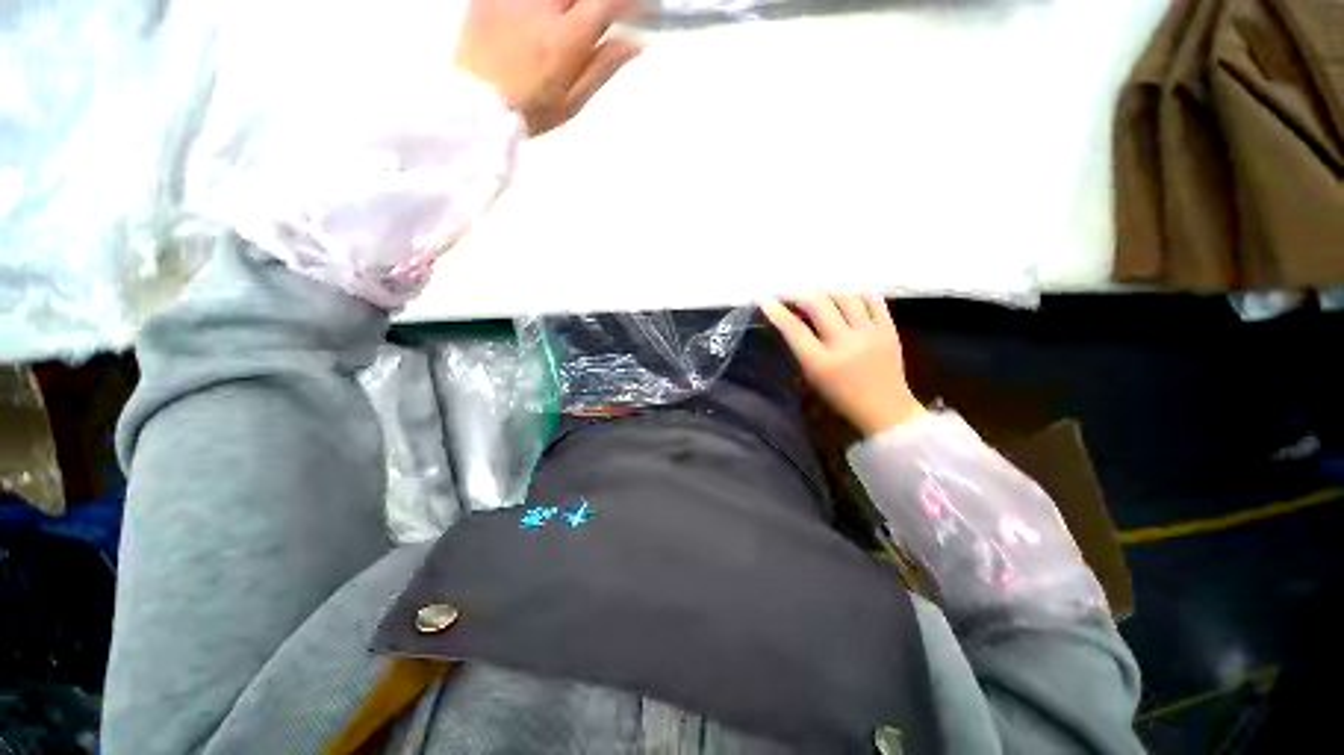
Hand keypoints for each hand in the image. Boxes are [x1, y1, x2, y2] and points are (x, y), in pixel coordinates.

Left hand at [454, 0, 640, 135]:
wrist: (475, 107)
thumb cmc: (530, 112)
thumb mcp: (573, 101)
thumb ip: (603, 67)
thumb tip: (635, 44)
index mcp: (566, 39)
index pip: (609, 2)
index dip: (634, 2)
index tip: (644, 9)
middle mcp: (542, 6)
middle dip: (596, 3)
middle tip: (596, 19)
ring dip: (568, 5)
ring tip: (566, 25)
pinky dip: (543, 6)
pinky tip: (538, 20)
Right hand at [763, 294, 926, 436]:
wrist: (886, 411)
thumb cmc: (841, 399)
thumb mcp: (813, 378)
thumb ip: (802, 350)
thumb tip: (793, 321)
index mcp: (821, 363)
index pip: (794, 330)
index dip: (778, 314)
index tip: (768, 302)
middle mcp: (845, 344)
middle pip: (819, 305)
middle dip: (801, 295)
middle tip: (794, 294)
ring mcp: (870, 334)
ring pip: (846, 296)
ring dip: (828, 291)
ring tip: (820, 292)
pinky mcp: (888, 330)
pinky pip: (873, 300)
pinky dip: (857, 293)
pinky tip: (847, 293)